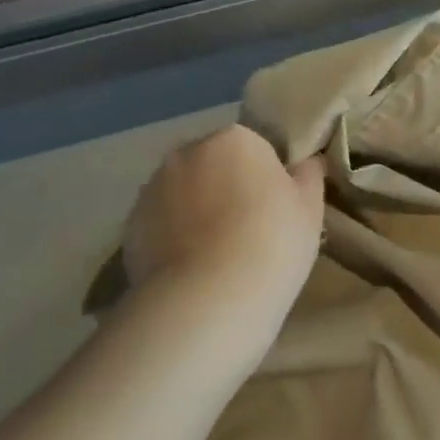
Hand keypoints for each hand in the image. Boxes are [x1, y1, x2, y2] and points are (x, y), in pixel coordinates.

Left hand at [122, 126, 324, 317]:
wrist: (207, 301)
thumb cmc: (272, 243)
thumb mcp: (310, 208)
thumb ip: (309, 175)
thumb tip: (307, 161)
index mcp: (234, 139)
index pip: (255, 147)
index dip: (267, 178)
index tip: (276, 209)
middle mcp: (187, 152)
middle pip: (214, 165)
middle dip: (227, 189)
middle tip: (249, 232)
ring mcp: (152, 189)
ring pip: (184, 194)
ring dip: (197, 212)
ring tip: (217, 257)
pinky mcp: (129, 227)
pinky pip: (161, 225)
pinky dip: (174, 239)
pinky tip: (192, 271)